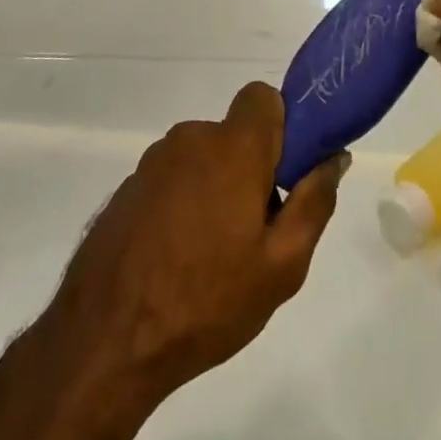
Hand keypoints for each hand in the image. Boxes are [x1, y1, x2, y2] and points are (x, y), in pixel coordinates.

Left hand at [43, 83, 346, 403]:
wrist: (106, 341)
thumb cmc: (206, 301)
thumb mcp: (281, 266)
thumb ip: (313, 202)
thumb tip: (334, 157)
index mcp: (232, 147)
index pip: (263, 98)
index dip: (281, 127)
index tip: (285, 175)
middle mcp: (190, 139)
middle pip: (234, 135)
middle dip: (251, 169)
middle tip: (254, 232)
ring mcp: (152, 162)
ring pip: (203, 159)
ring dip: (215, 189)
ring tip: (212, 255)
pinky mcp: (127, 188)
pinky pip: (172, 180)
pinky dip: (183, 204)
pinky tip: (176, 258)